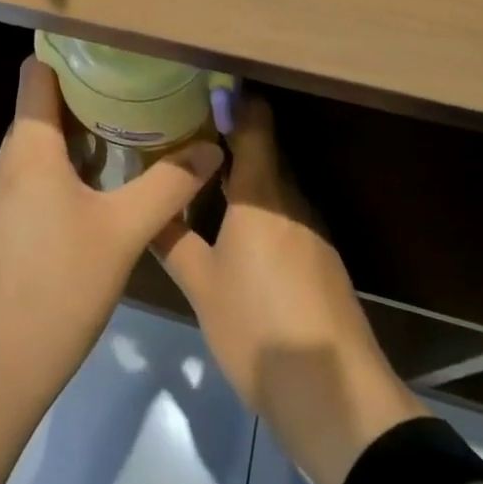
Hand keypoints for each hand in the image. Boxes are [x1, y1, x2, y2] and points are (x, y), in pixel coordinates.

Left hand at [0, 57, 224, 397]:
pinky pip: (36, 177)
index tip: (113, 49)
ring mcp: (1, 195)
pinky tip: (104, 188)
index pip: (38, 72)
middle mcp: (9, 160)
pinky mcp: (2, 226)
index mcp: (30, 146)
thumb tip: (211, 147)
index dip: (70, 53)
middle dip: (90, 94)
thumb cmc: (57, 286)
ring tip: (132, 131)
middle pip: (44, 106)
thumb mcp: (123, 232)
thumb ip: (168, 185)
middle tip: (140, 89)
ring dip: (83, 135)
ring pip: (42, 145)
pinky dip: (68, 169)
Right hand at [155, 95, 428, 483]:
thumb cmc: (258, 328)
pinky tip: (236, 229)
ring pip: (274, 186)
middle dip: (229, 139)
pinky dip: (260, 209)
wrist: (334, 395)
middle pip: (264, 152)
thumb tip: (148, 208)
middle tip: (186, 135)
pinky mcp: (322, 259)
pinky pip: (285, 215)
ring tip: (203, 177)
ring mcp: (312, 230)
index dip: (233, 101)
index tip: (203, 89)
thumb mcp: (202, 287)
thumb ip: (172, 242)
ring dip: (244, 177)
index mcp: (262, 193)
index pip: (255, 124)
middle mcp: (292, 200)